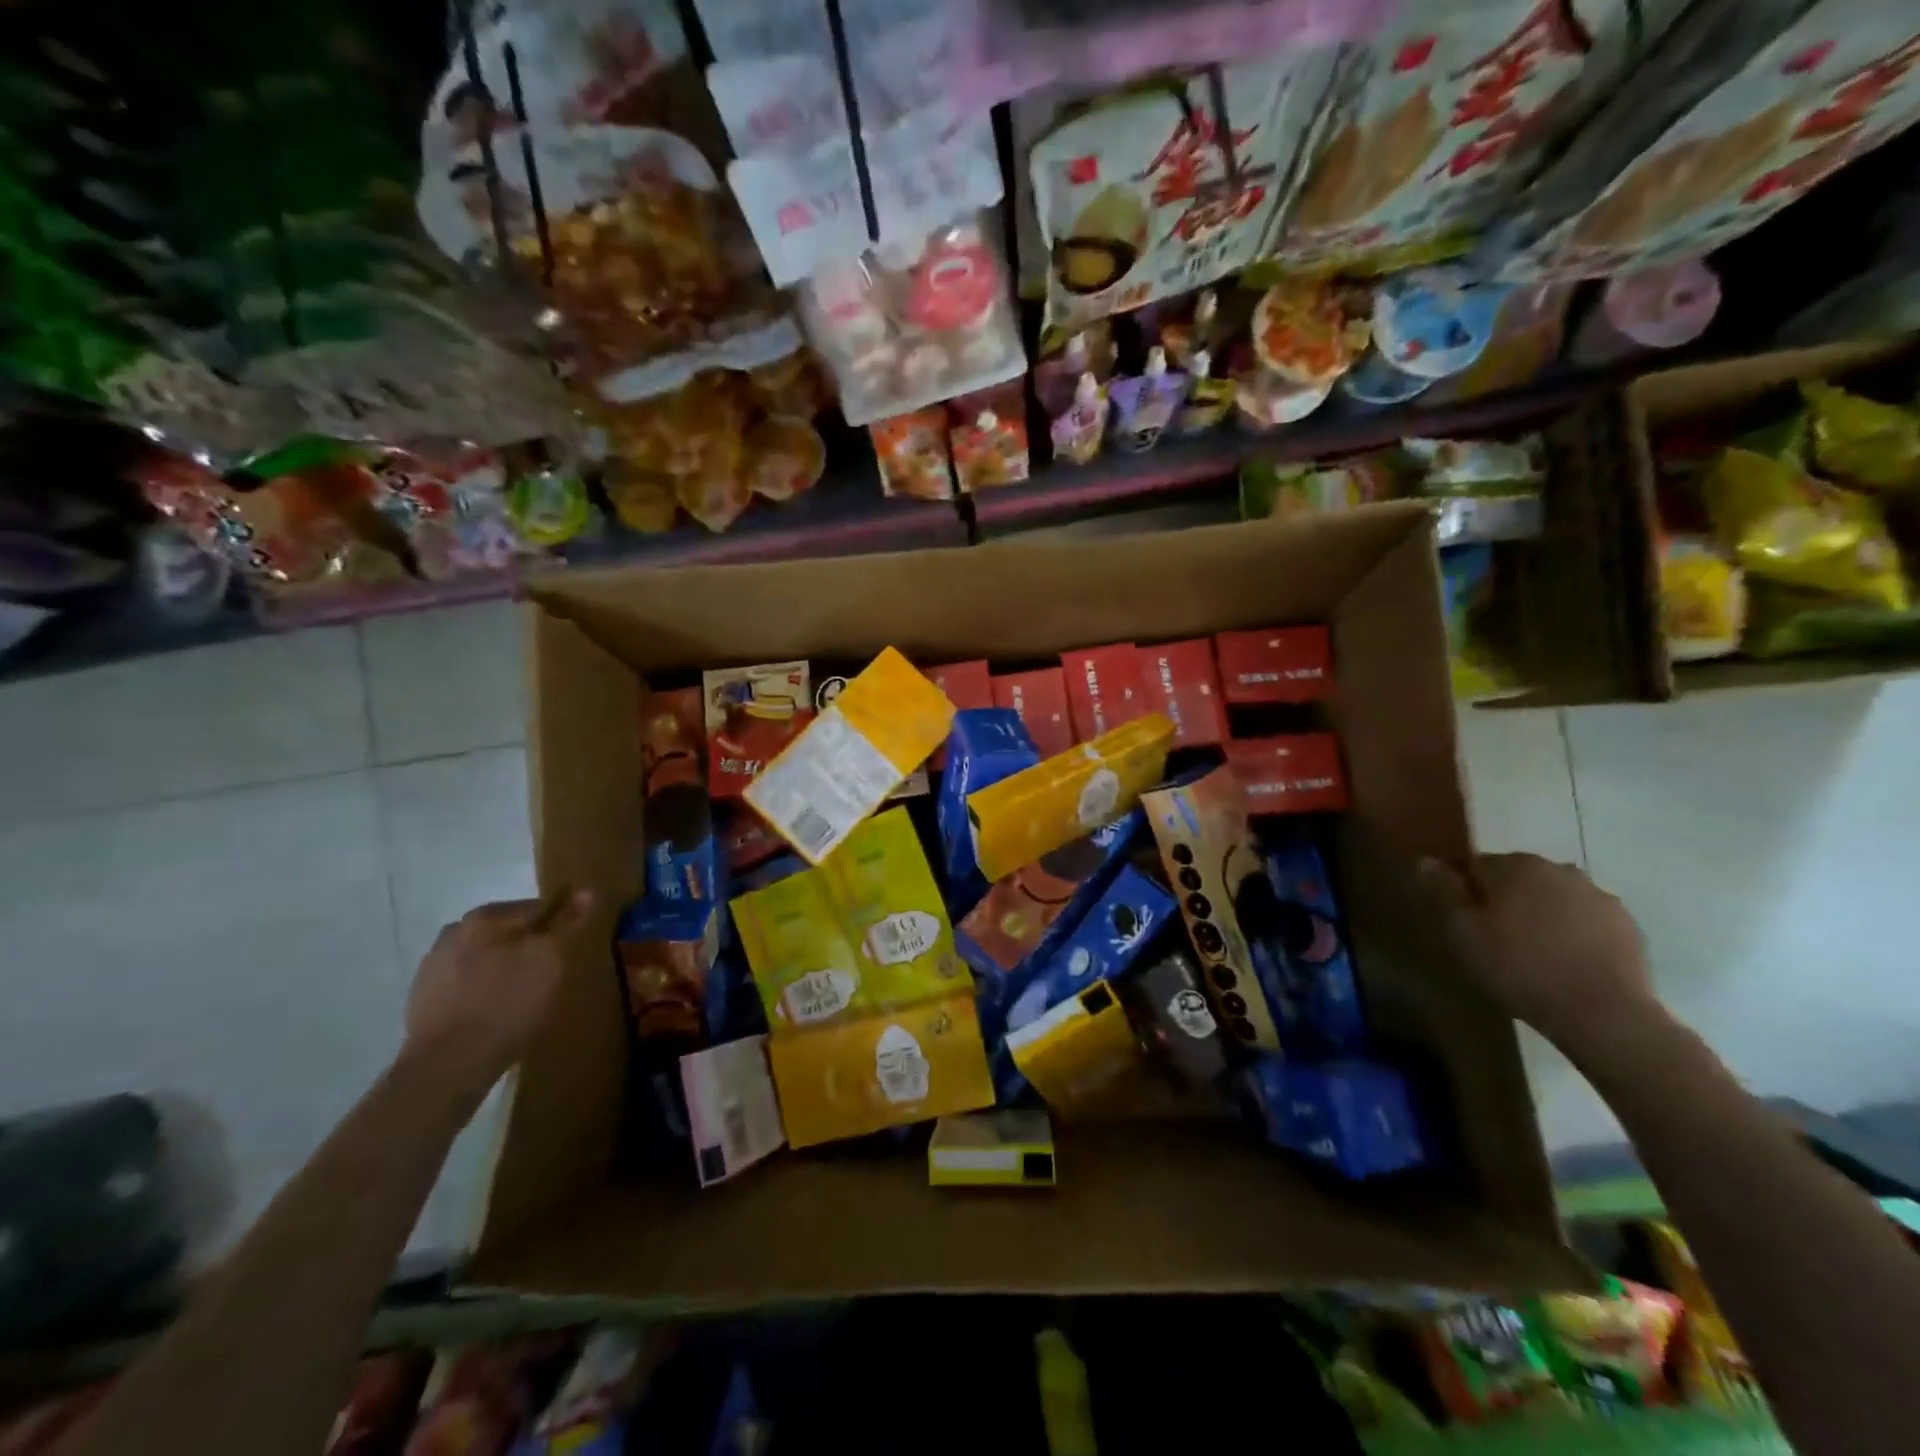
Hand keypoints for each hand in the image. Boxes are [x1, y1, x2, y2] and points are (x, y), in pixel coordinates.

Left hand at [402, 892, 592, 1090]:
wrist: (449, 1064)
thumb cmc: (509, 1003)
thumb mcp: (550, 959)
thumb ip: (565, 923)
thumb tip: (584, 891)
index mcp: (484, 916)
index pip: (535, 908)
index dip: (556, 927)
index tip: (565, 951)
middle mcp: (454, 931)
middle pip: (505, 932)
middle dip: (526, 946)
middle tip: (544, 976)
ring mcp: (433, 965)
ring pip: (483, 956)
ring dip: (501, 968)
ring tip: (518, 997)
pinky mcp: (422, 998)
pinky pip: (464, 983)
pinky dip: (480, 990)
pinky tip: (491, 1012)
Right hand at [1418, 853, 1659, 1052]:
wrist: (1604, 1014)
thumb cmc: (1519, 968)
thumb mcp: (1464, 932)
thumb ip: (1444, 891)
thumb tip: (1427, 861)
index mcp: (1514, 866)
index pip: (1474, 863)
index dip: (1463, 888)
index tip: (1460, 917)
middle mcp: (1557, 869)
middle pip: (1516, 875)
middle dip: (1503, 896)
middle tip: (1493, 934)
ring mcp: (1596, 895)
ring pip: (1553, 895)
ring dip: (1539, 911)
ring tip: (1532, 948)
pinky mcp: (1625, 923)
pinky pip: (1584, 917)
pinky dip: (1572, 929)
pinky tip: (1565, 958)